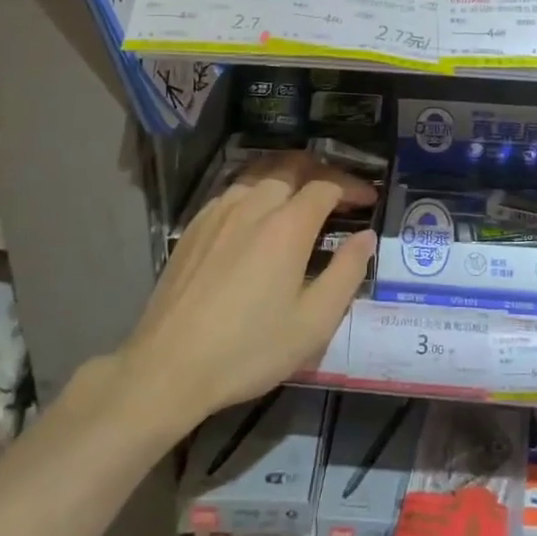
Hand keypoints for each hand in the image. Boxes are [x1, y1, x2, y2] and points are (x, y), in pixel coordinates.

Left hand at [120, 151, 377, 424]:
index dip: (352, 187)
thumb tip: (366, 237)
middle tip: (340, 191)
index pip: (326, 186)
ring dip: (288, 175)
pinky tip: (258, 212)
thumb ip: (347, 272)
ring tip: (302, 194)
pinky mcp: (194, 227)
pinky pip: (233, 191)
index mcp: (287, 226)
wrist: (167, 368)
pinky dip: (257, 189)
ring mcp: (218, 213)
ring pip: (259, 173)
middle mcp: (252, 206)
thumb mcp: (314, 322)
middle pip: (292, 167)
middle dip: (322, 171)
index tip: (368, 200)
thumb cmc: (249, 349)